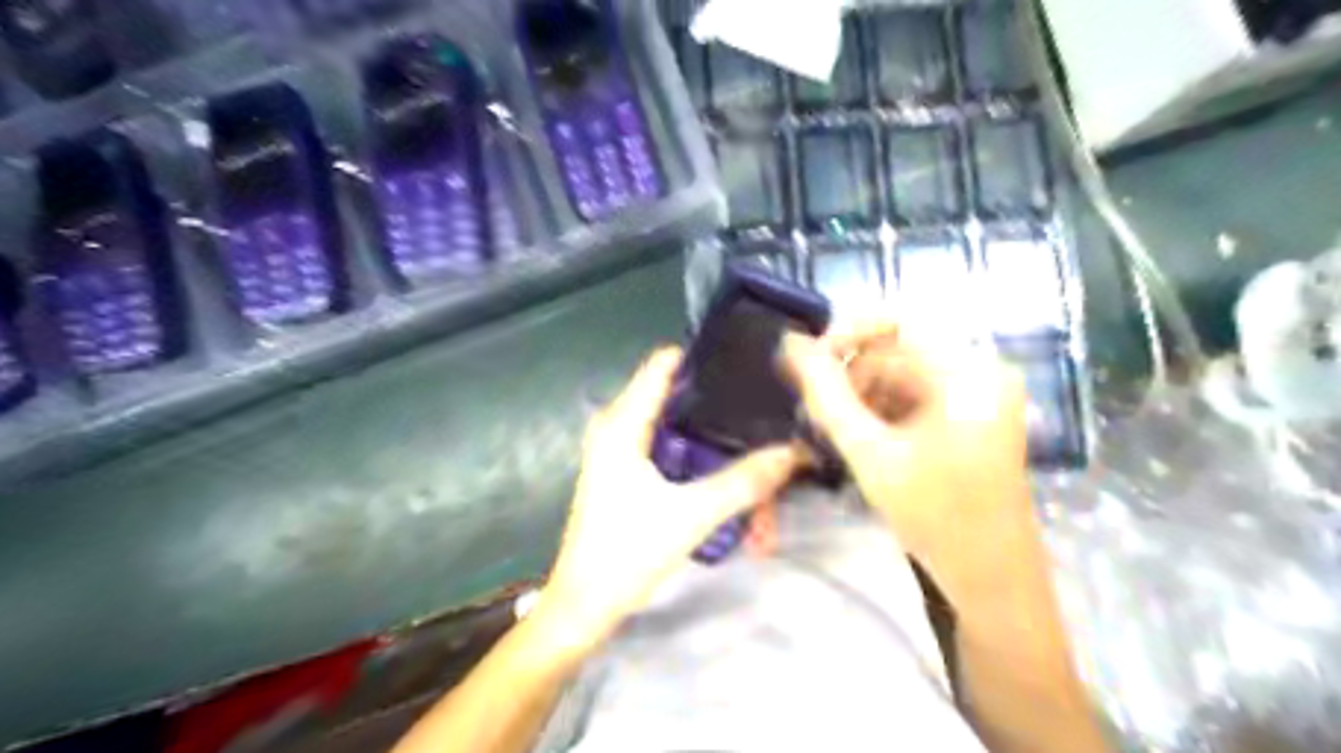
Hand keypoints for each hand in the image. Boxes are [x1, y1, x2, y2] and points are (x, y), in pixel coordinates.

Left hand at [538, 347, 800, 646]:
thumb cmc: (627, 553)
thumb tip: (793, 451)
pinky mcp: (625, 472)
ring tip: (754, 436)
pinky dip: (697, 454)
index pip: (664, 364)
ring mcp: (620, 450)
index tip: (747, 360)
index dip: (705, 356)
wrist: (583, 605)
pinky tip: (727, 468)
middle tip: (762, 403)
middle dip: (718, 401)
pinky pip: (668, 447)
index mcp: (623, 423)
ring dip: (711, 435)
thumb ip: (744, 481)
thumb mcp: (692, 515)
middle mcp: (618, 427)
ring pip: (674, 426)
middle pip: (675, 394)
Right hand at [782, 319, 1028, 578]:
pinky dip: (881, 411)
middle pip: (897, 351)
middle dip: (850, 376)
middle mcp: (978, 372)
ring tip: (833, 430)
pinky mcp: (968, 416)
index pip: (897, 322)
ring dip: (862, 396)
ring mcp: (975, 395)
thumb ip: (826, 396)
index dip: (845, 333)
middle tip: (813, 409)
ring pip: (900, 375)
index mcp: (968, 372)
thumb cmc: (935, 516)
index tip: (808, 361)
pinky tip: (860, 438)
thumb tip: (791, 345)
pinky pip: (913, 396)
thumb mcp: (871, 453)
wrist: (991, 579)